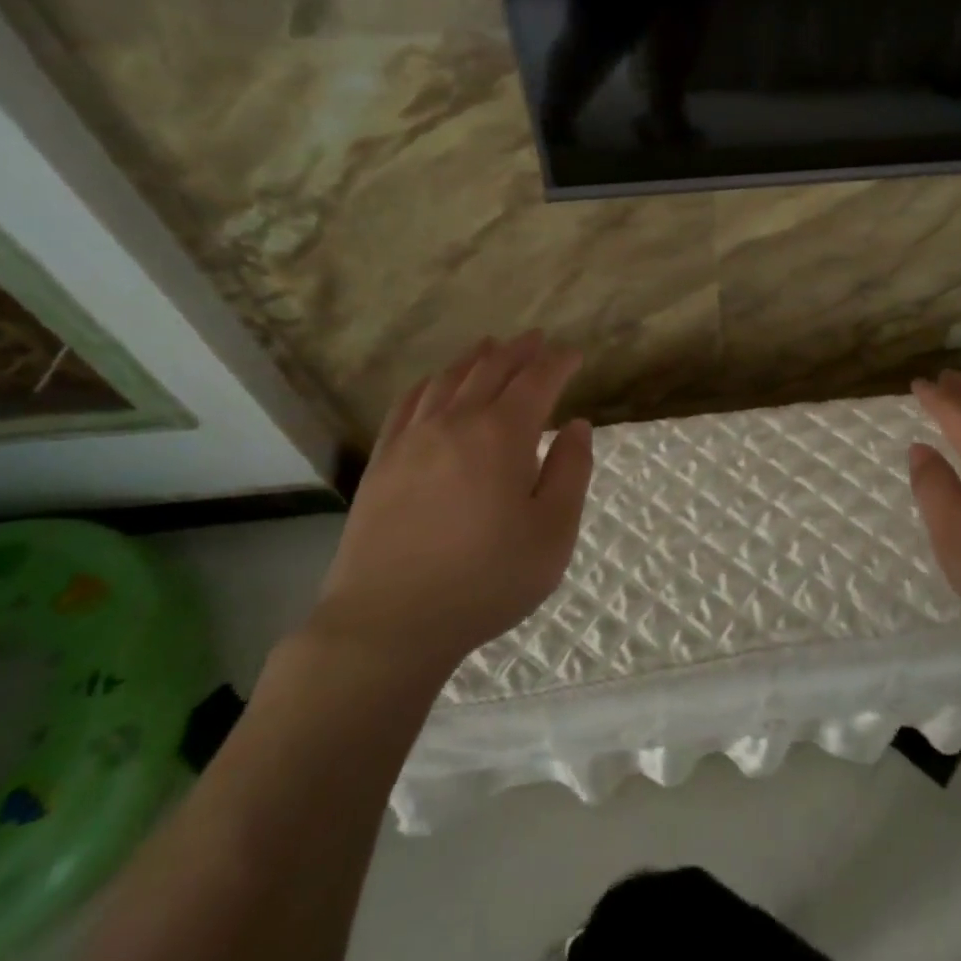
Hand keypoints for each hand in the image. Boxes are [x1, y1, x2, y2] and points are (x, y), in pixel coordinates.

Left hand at [312, 332, 593, 679]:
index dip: (558, 363)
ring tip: (490, 346)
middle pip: (491, 370)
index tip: (573, 355)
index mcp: (503, 435)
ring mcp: (412, 439)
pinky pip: (408, 403)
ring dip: (475, 359)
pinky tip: (435, 382)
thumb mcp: (553, 533)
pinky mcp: (383, 461)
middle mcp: (456, 422)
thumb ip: (571, 472)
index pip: (537, 382)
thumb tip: (577, 426)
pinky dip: (429, 383)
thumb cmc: (486, 580)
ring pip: (448, 380)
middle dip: (519, 351)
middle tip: (536, 339)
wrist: (389, 621)